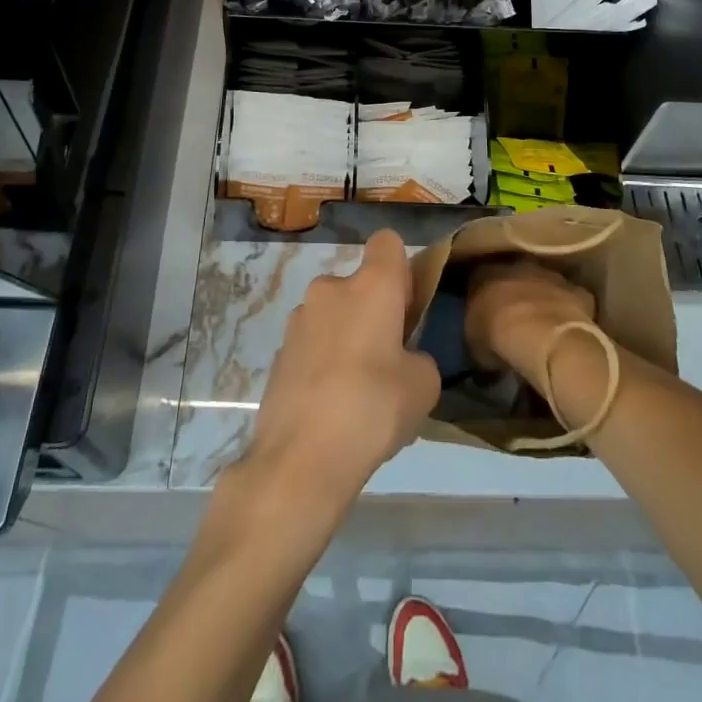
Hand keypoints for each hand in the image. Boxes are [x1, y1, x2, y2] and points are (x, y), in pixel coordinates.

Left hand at [244, 229, 440, 515]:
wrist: (300, 458)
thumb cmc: (373, 408)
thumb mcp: (424, 385)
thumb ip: (418, 357)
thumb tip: (402, 358)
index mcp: (371, 285)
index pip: (387, 242)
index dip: (401, 269)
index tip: (406, 308)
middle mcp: (330, 288)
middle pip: (358, 284)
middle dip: (372, 311)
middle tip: (386, 359)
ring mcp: (298, 319)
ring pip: (332, 315)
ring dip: (345, 337)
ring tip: (356, 392)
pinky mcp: (278, 351)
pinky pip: (311, 345)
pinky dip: (322, 363)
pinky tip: (330, 407)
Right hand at [464, 258, 596, 391]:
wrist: (542, 337)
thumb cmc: (497, 337)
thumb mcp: (473, 343)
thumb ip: (476, 335)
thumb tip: (482, 346)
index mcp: (484, 273)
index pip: (478, 278)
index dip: (481, 296)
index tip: (483, 314)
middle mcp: (517, 266)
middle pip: (514, 276)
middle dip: (514, 293)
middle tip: (513, 319)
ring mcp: (550, 275)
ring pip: (544, 283)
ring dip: (542, 299)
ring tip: (541, 326)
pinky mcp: (577, 291)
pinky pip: (571, 299)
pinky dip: (569, 310)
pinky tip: (566, 329)